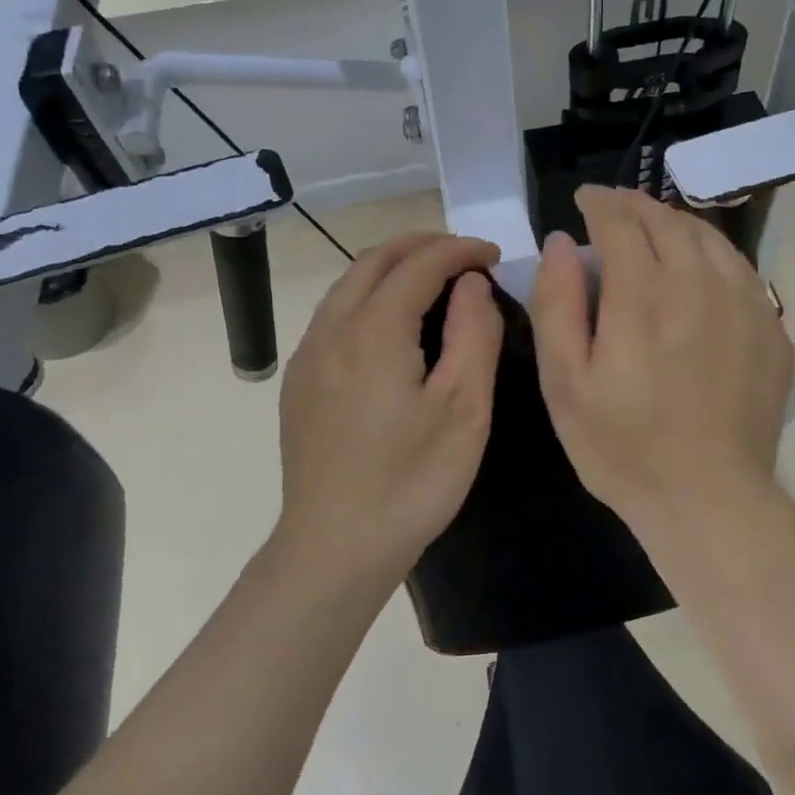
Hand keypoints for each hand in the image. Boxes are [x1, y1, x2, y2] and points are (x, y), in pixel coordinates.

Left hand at [275, 232, 502, 587]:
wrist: (335, 548)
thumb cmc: (412, 481)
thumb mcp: (464, 409)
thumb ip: (474, 334)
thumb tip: (471, 285)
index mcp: (374, 330)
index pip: (420, 264)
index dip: (460, 250)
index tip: (494, 256)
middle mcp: (331, 330)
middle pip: (374, 261)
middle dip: (422, 246)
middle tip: (465, 255)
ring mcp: (308, 357)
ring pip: (347, 286)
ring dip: (391, 268)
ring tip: (432, 280)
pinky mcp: (299, 384)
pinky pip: (334, 316)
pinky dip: (368, 297)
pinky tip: (391, 326)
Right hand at [530, 186, 793, 547]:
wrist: (710, 499)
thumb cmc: (623, 447)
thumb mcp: (564, 384)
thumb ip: (557, 304)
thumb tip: (561, 242)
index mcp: (643, 294)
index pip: (621, 222)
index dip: (599, 204)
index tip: (585, 200)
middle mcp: (699, 284)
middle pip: (668, 221)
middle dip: (636, 206)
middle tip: (615, 207)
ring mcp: (746, 304)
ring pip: (709, 238)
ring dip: (676, 223)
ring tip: (654, 227)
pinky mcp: (773, 330)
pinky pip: (741, 270)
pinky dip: (712, 254)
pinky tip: (700, 269)